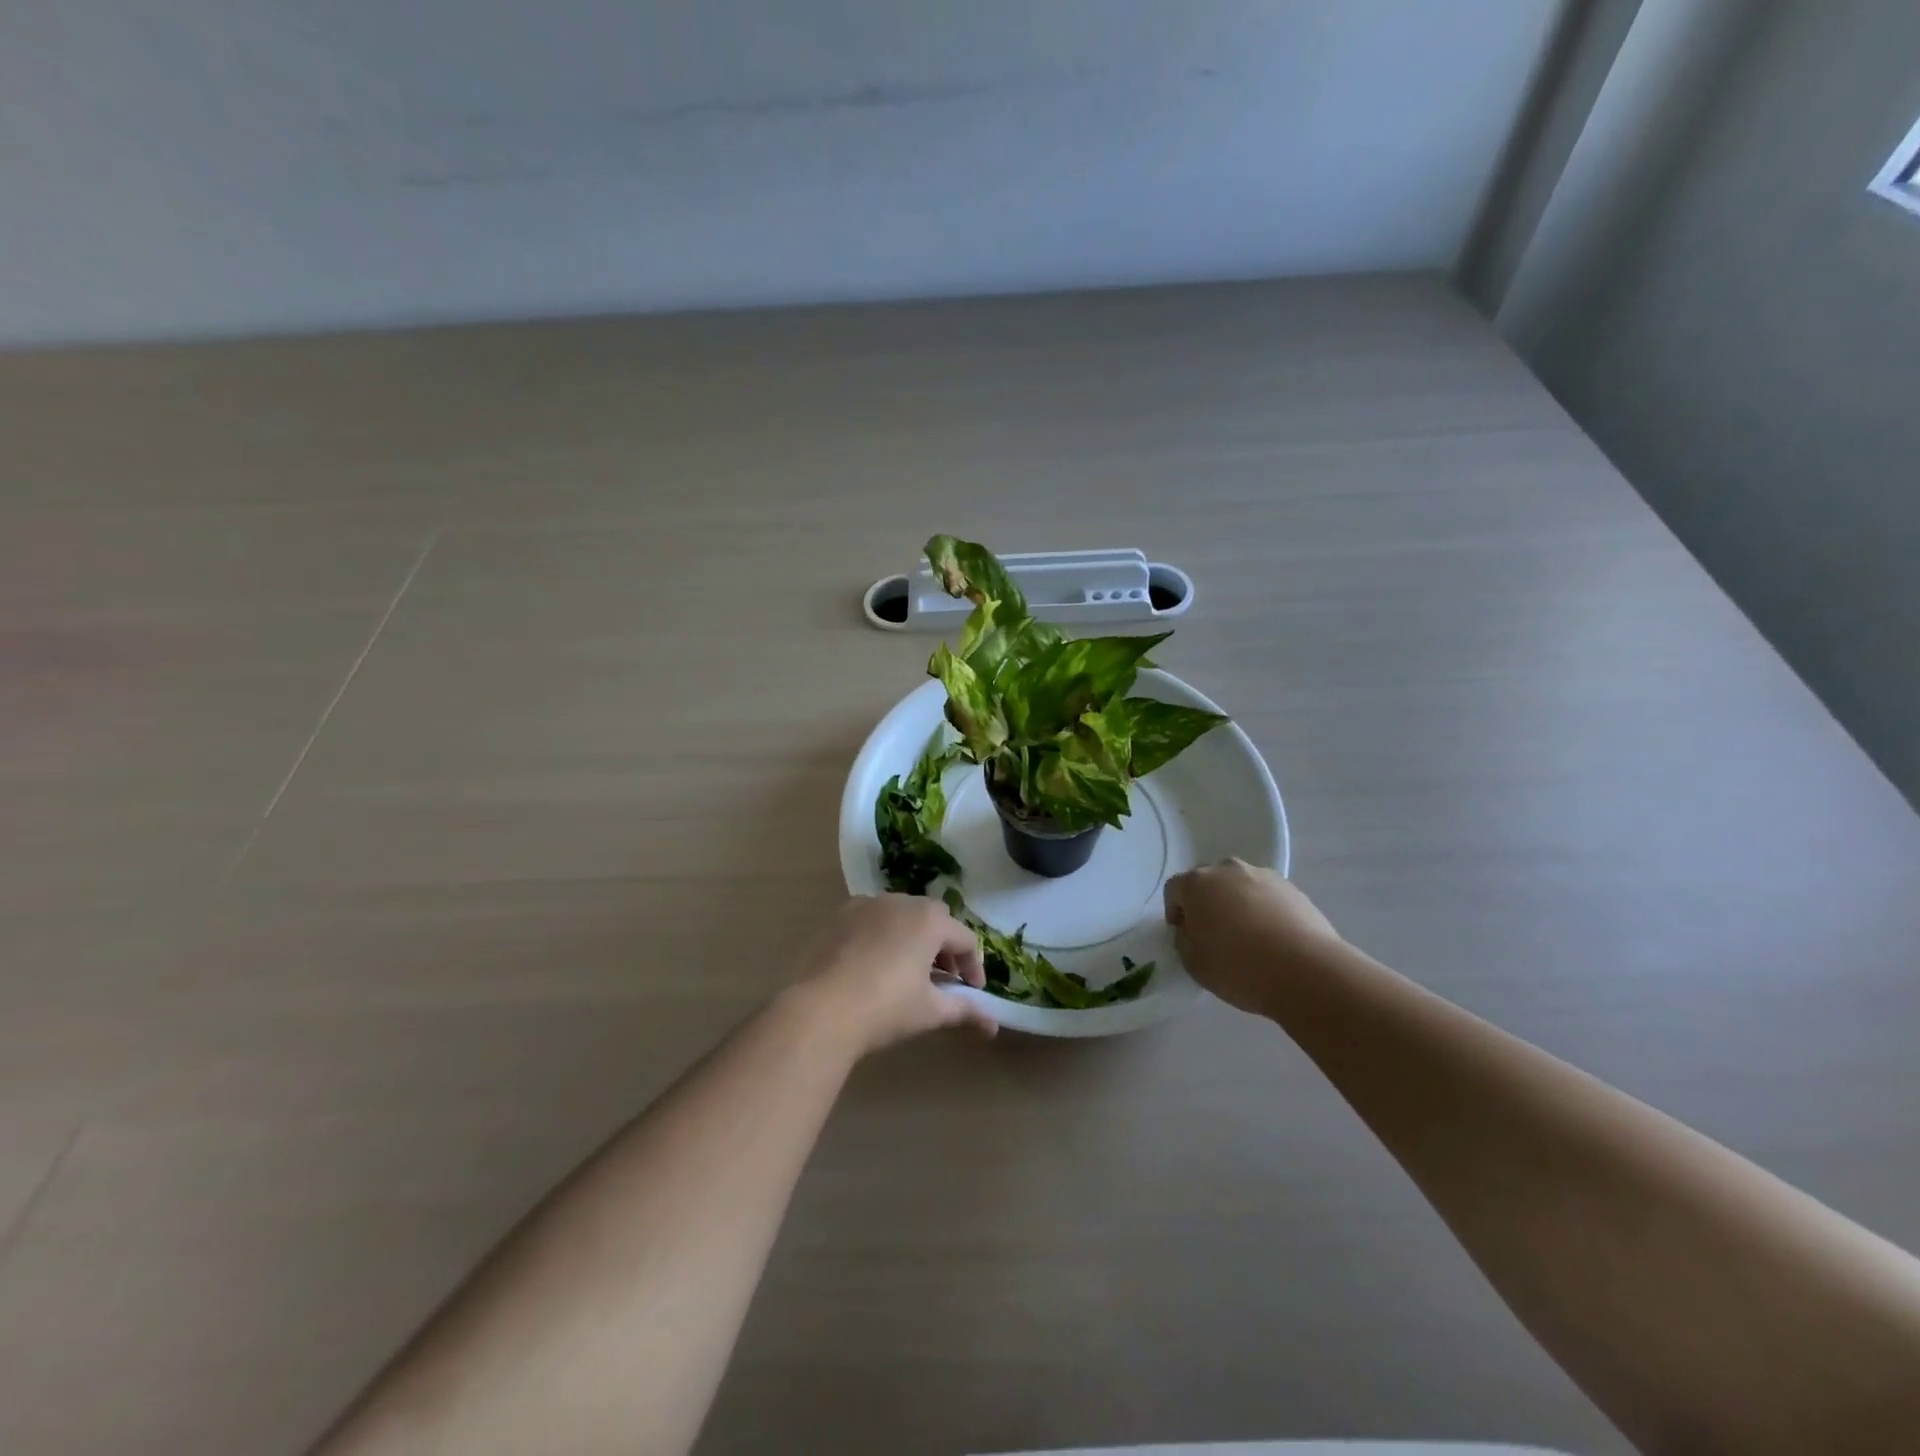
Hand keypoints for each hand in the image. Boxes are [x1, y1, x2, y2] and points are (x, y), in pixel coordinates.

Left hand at [793, 895, 997, 1054]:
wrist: (820, 1010)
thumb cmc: (886, 1008)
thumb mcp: (930, 1011)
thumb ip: (965, 1011)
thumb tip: (993, 1026)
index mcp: (929, 920)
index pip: (965, 939)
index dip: (973, 967)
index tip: (973, 992)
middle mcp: (901, 901)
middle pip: (934, 919)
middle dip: (944, 948)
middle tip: (944, 979)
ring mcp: (866, 905)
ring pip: (902, 916)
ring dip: (913, 938)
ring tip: (909, 972)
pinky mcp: (840, 915)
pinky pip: (872, 919)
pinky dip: (882, 935)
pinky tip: (875, 965)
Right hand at [1163, 859, 1344, 1014]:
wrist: (1306, 971)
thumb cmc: (1238, 967)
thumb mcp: (1193, 963)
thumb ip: (1184, 940)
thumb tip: (1192, 931)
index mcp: (1197, 883)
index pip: (1174, 889)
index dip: (1175, 912)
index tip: (1184, 935)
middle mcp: (1228, 870)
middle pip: (1208, 881)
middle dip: (1207, 902)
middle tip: (1214, 933)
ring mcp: (1263, 876)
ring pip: (1240, 886)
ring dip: (1237, 904)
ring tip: (1248, 937)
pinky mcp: (1293, 889)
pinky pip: (1268, 896)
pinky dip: (1264, 910)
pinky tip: (1273, 939)